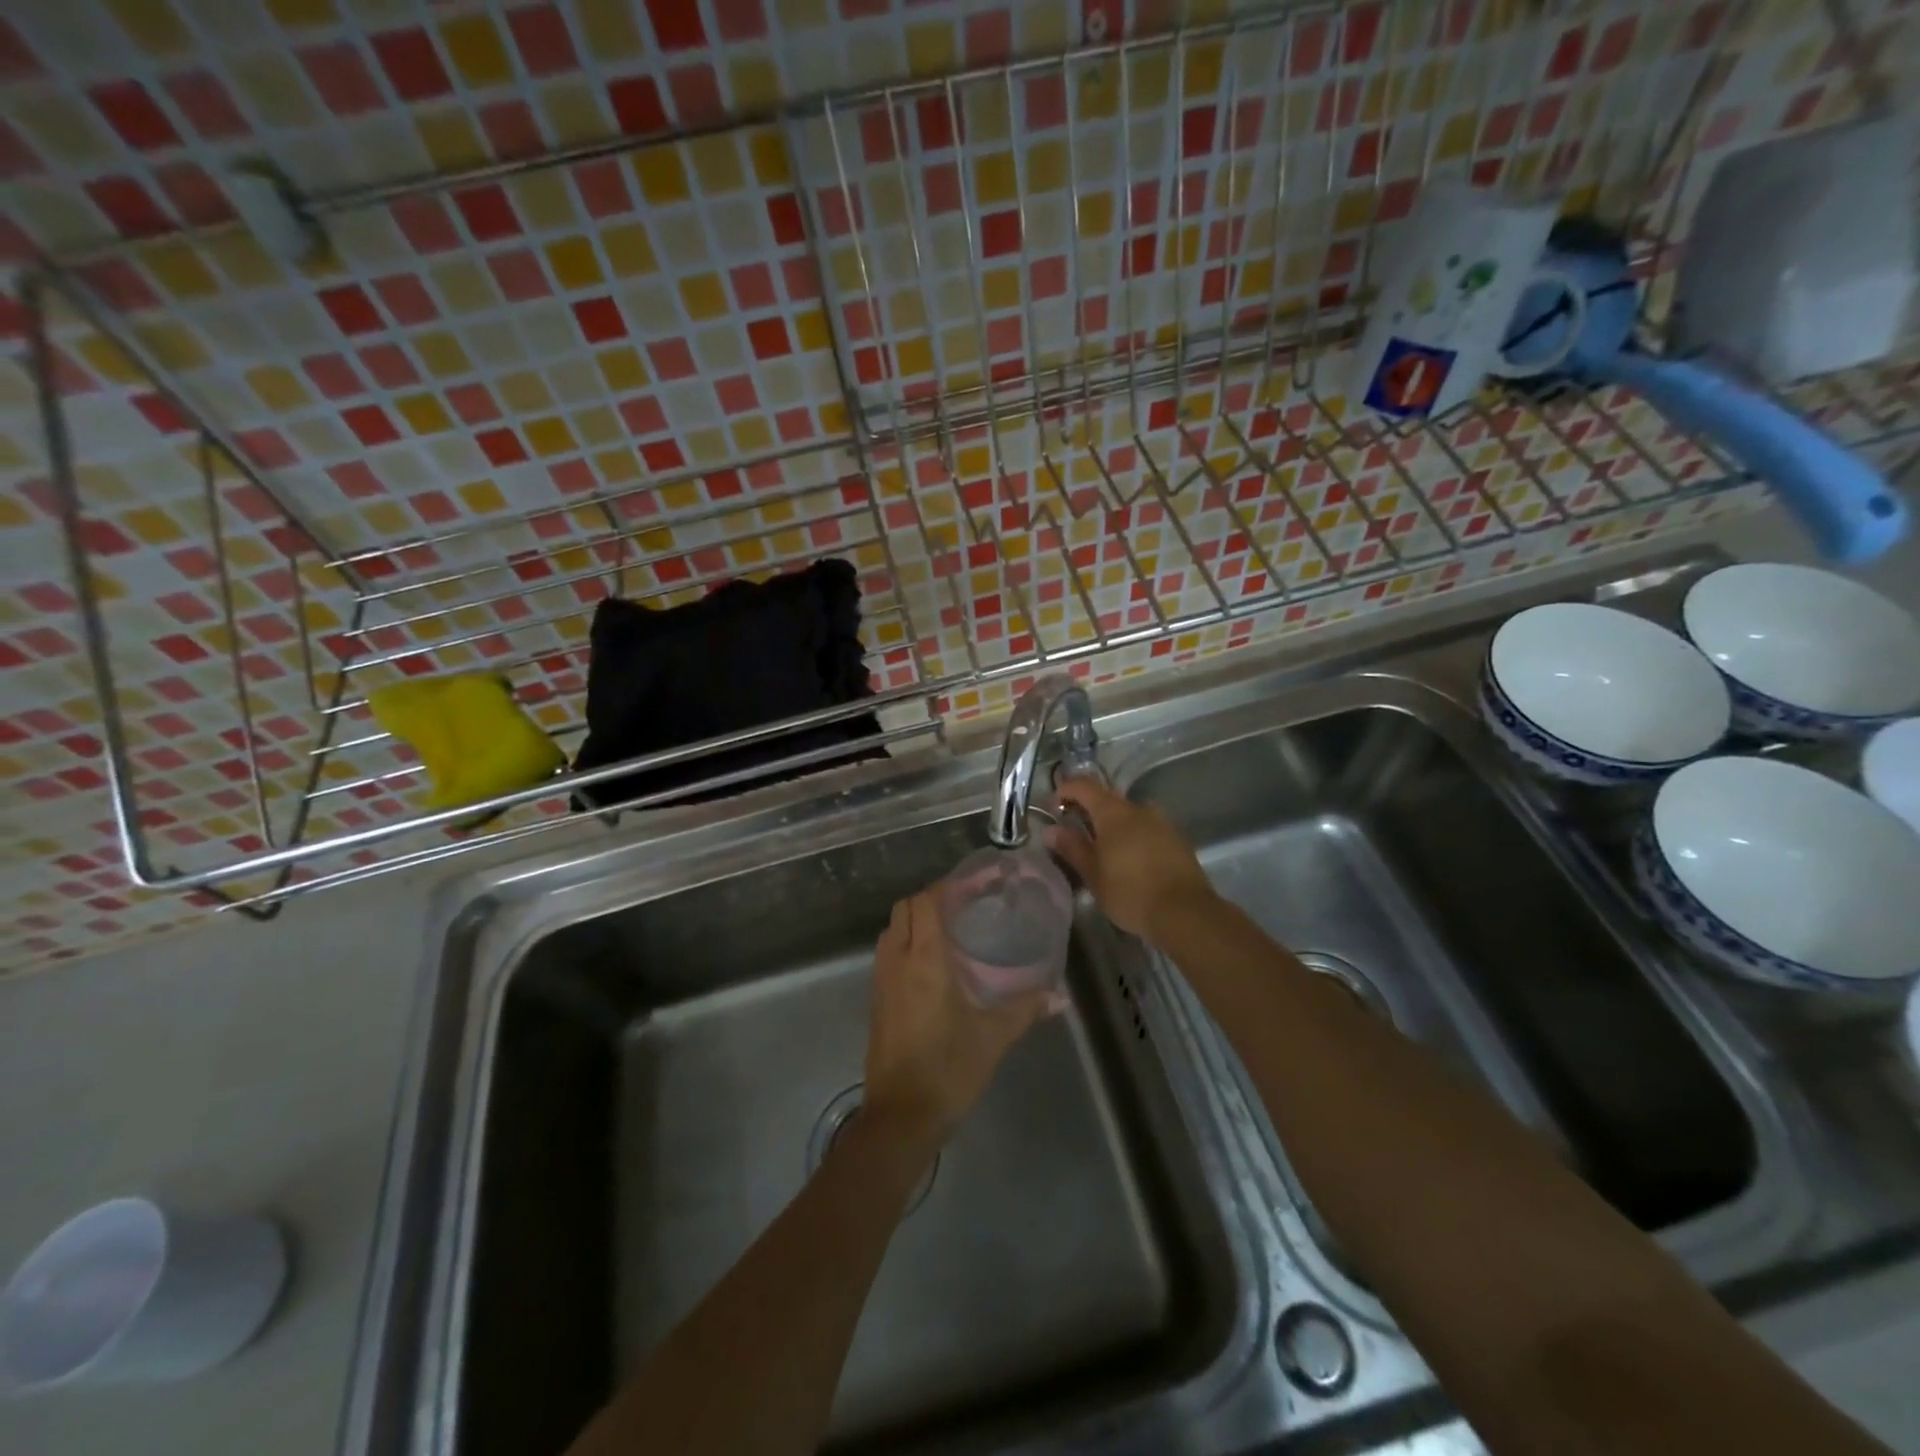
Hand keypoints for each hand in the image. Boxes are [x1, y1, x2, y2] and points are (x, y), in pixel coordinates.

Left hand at [864, 890, 1050, 1140]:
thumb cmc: (947, 1069)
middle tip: (965, 906)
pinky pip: (887, 954)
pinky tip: (932, 965)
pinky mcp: (876, 1001)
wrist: (900, 1117)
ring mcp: (881, 981)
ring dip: (915, 920)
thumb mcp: (993, 1037)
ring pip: (892, 930)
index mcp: (924, 960)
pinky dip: (906, 943)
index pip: (927, 902)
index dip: (948, 886)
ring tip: (950, 931)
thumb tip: (1059, 995)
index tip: (976, 884)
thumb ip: (1025, 1009)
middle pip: (905, 909)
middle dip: (931, 899)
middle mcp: (897, 961)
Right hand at [1048, 778, 1216, 941]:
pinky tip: (1130, 860)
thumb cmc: (1130, 892)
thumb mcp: (1093, 873)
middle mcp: (1139, 809)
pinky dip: (1133, 836)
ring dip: (1113, 824)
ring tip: (1104, 849)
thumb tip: (1051, 830)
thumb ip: (1072, 847)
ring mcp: (1162, 822)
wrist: (1185, 912)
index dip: (1065, 790)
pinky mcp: (1177, 839)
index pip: (1084, 786)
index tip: (1053, 806)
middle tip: (1075, 831)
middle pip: (1108, 798)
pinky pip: (1147, 828)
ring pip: (1130, 814)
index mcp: (1114, 812)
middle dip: (1088, 809)